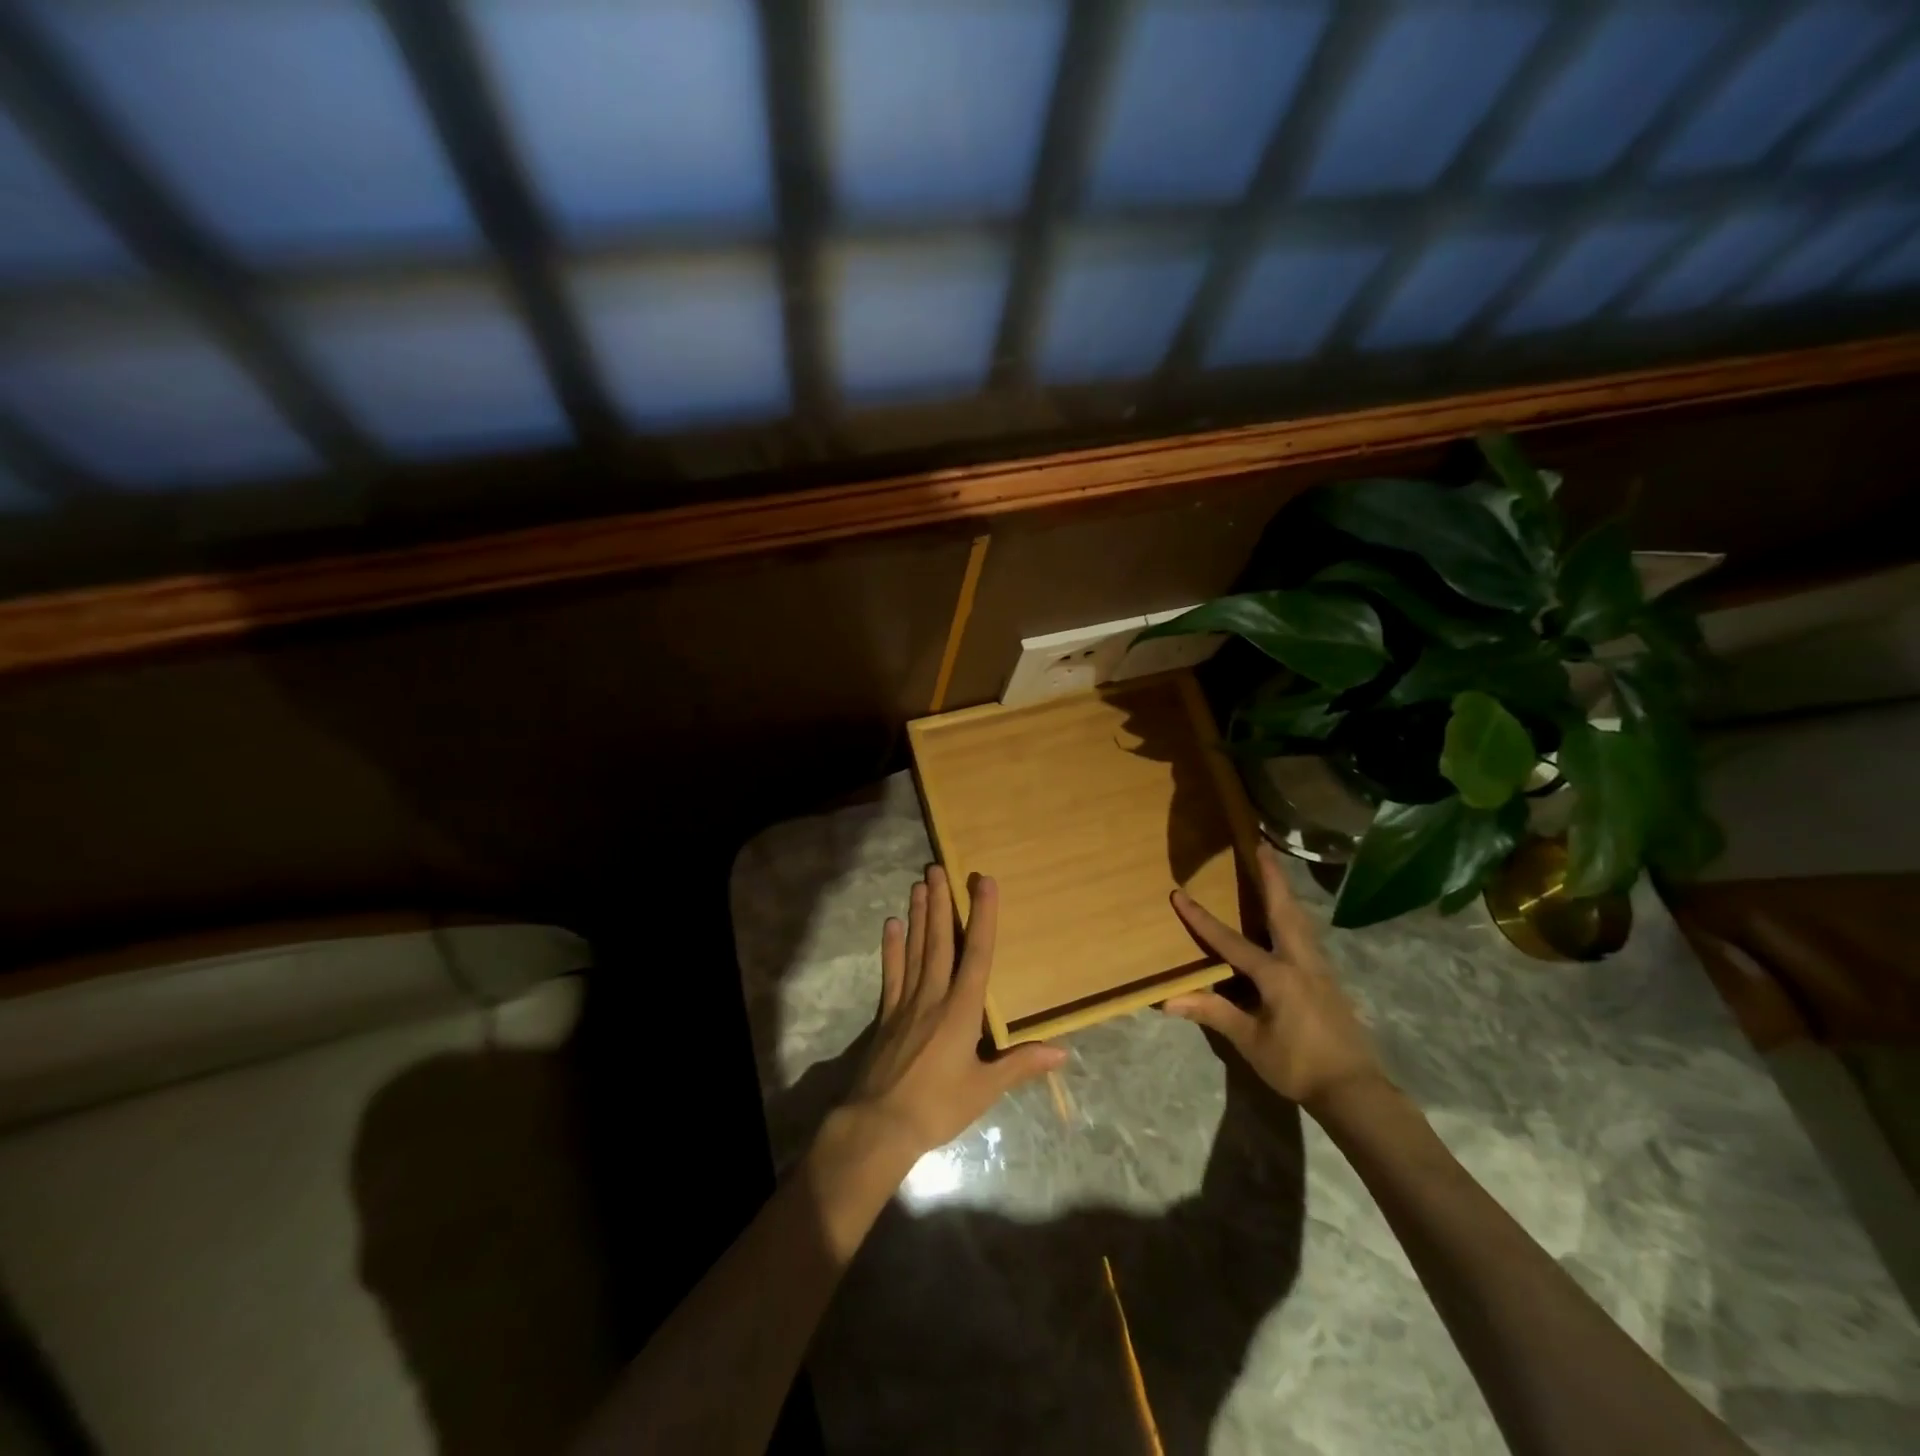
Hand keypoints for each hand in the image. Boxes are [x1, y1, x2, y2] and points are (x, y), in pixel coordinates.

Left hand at [837, 866, 1064, 1163]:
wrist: (880, 1125)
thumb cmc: (938, 1106)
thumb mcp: (985, 1089)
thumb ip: (1020, 1064)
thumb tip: (1062, 1052)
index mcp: (961, 1010)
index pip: (977, 954)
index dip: (983, 917)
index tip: (983, 882)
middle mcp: (934, 996)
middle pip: (939, 942)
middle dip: (941, 904)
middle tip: (938, 868)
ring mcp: (906, 1003)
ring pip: (915, 950)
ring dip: (918, 916)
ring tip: (918, 884)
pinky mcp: (887, 1015)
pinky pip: (891, 973)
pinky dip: (892, 948)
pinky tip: (891, 925)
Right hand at [1163, 844, 1384, 1115]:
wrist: (1355, 1091)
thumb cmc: (1298, 1065)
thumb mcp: (1251, 1041)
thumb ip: (1213, 1013)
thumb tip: (1167, 1000)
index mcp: (1277, 974)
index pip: (1230, 941)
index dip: (1202, 919)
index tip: (1180, 894)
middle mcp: (1301, 961)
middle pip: (1283, 910)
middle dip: (1271, 877)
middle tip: (1261, 845)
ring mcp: (1320, 969)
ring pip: (1300, 920)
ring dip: (1285, 893)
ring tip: (1273, 872)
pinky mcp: (1329, 981)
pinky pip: (1307, 937)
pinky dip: (1293, 916)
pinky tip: (1288, 920)